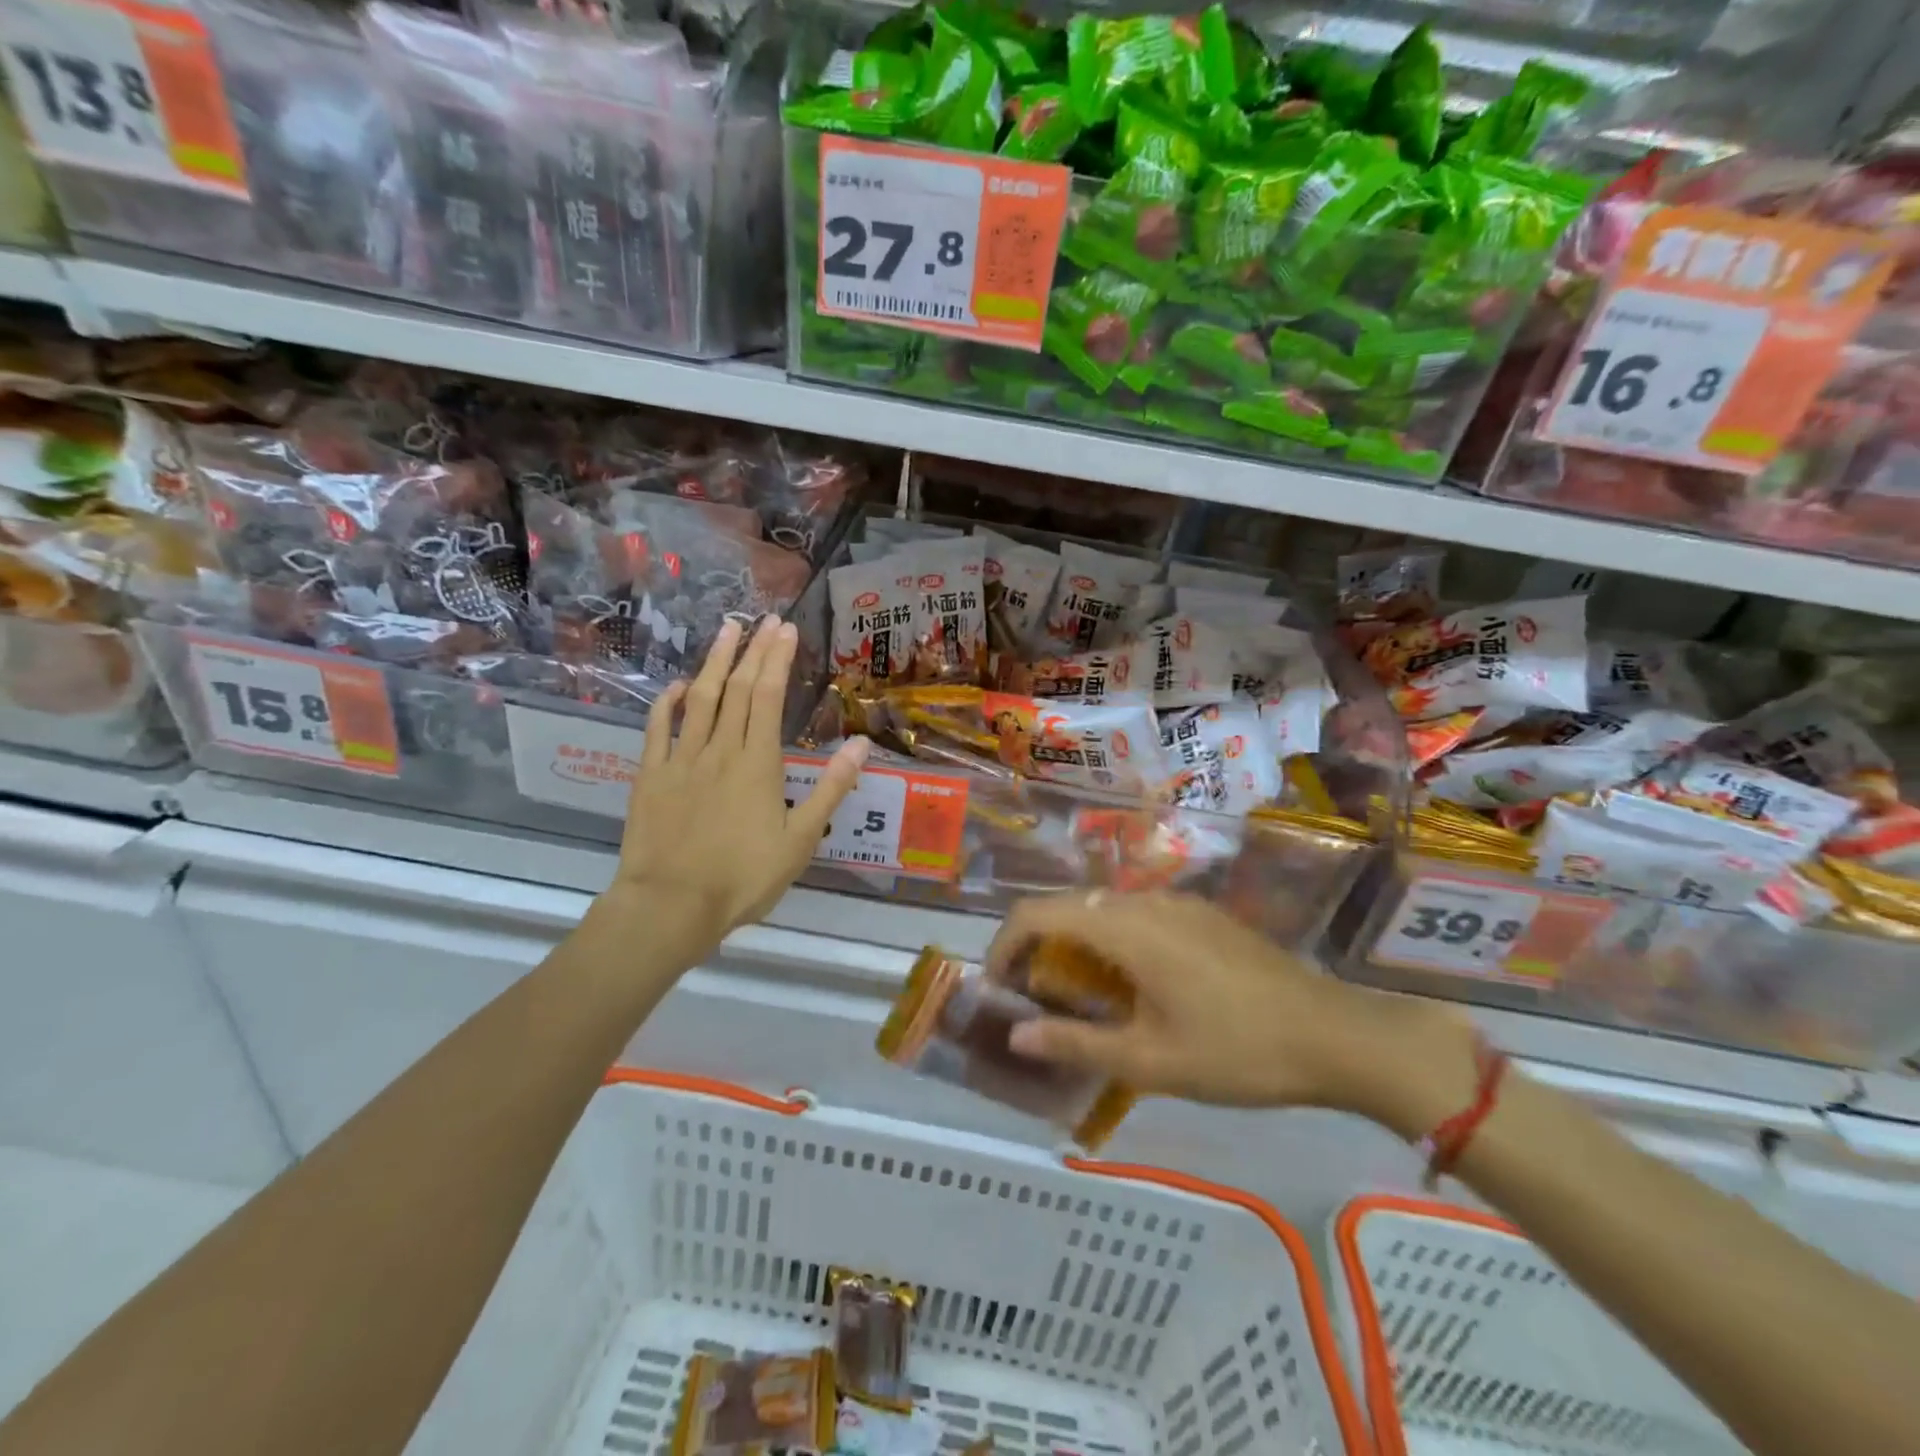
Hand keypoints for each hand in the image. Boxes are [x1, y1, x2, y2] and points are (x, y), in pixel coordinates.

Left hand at [608, 615, 868, 967]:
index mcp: (758, 763)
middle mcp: (720, 750)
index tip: (785, 629)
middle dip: (752, 650)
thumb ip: (830, 789)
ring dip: (714, 662)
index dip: (777, 660)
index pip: (769, 697)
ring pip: (700, 699)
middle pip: (738, 689)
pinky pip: (658, 729)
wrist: (671, 905)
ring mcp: (681, 759)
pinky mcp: (651, 776)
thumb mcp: (801, 839)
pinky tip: (678, 685)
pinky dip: (668, 702)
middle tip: (763, 618)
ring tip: (726, 630)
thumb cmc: (743, 877)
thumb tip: (860, 744)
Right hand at [986, 892, 1473, 1126]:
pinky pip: (1136, 915)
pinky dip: (1110, 941)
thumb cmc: (1237, 1051)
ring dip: (1073, 943)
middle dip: (1036, 947)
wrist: (1335, 1035)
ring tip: (1075, 997)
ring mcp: (1177, 903)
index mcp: (1125, 926)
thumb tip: (1017, 1036)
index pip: (1037, 912)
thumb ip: (1076, 1043)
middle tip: (1031, 999)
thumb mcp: (1150, 1061)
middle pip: (1067, 906)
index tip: (997, 988)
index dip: (1004, 944)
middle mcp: (1144, 900)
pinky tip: (1130, 987)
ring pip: (1102, 909)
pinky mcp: (1201, 914)